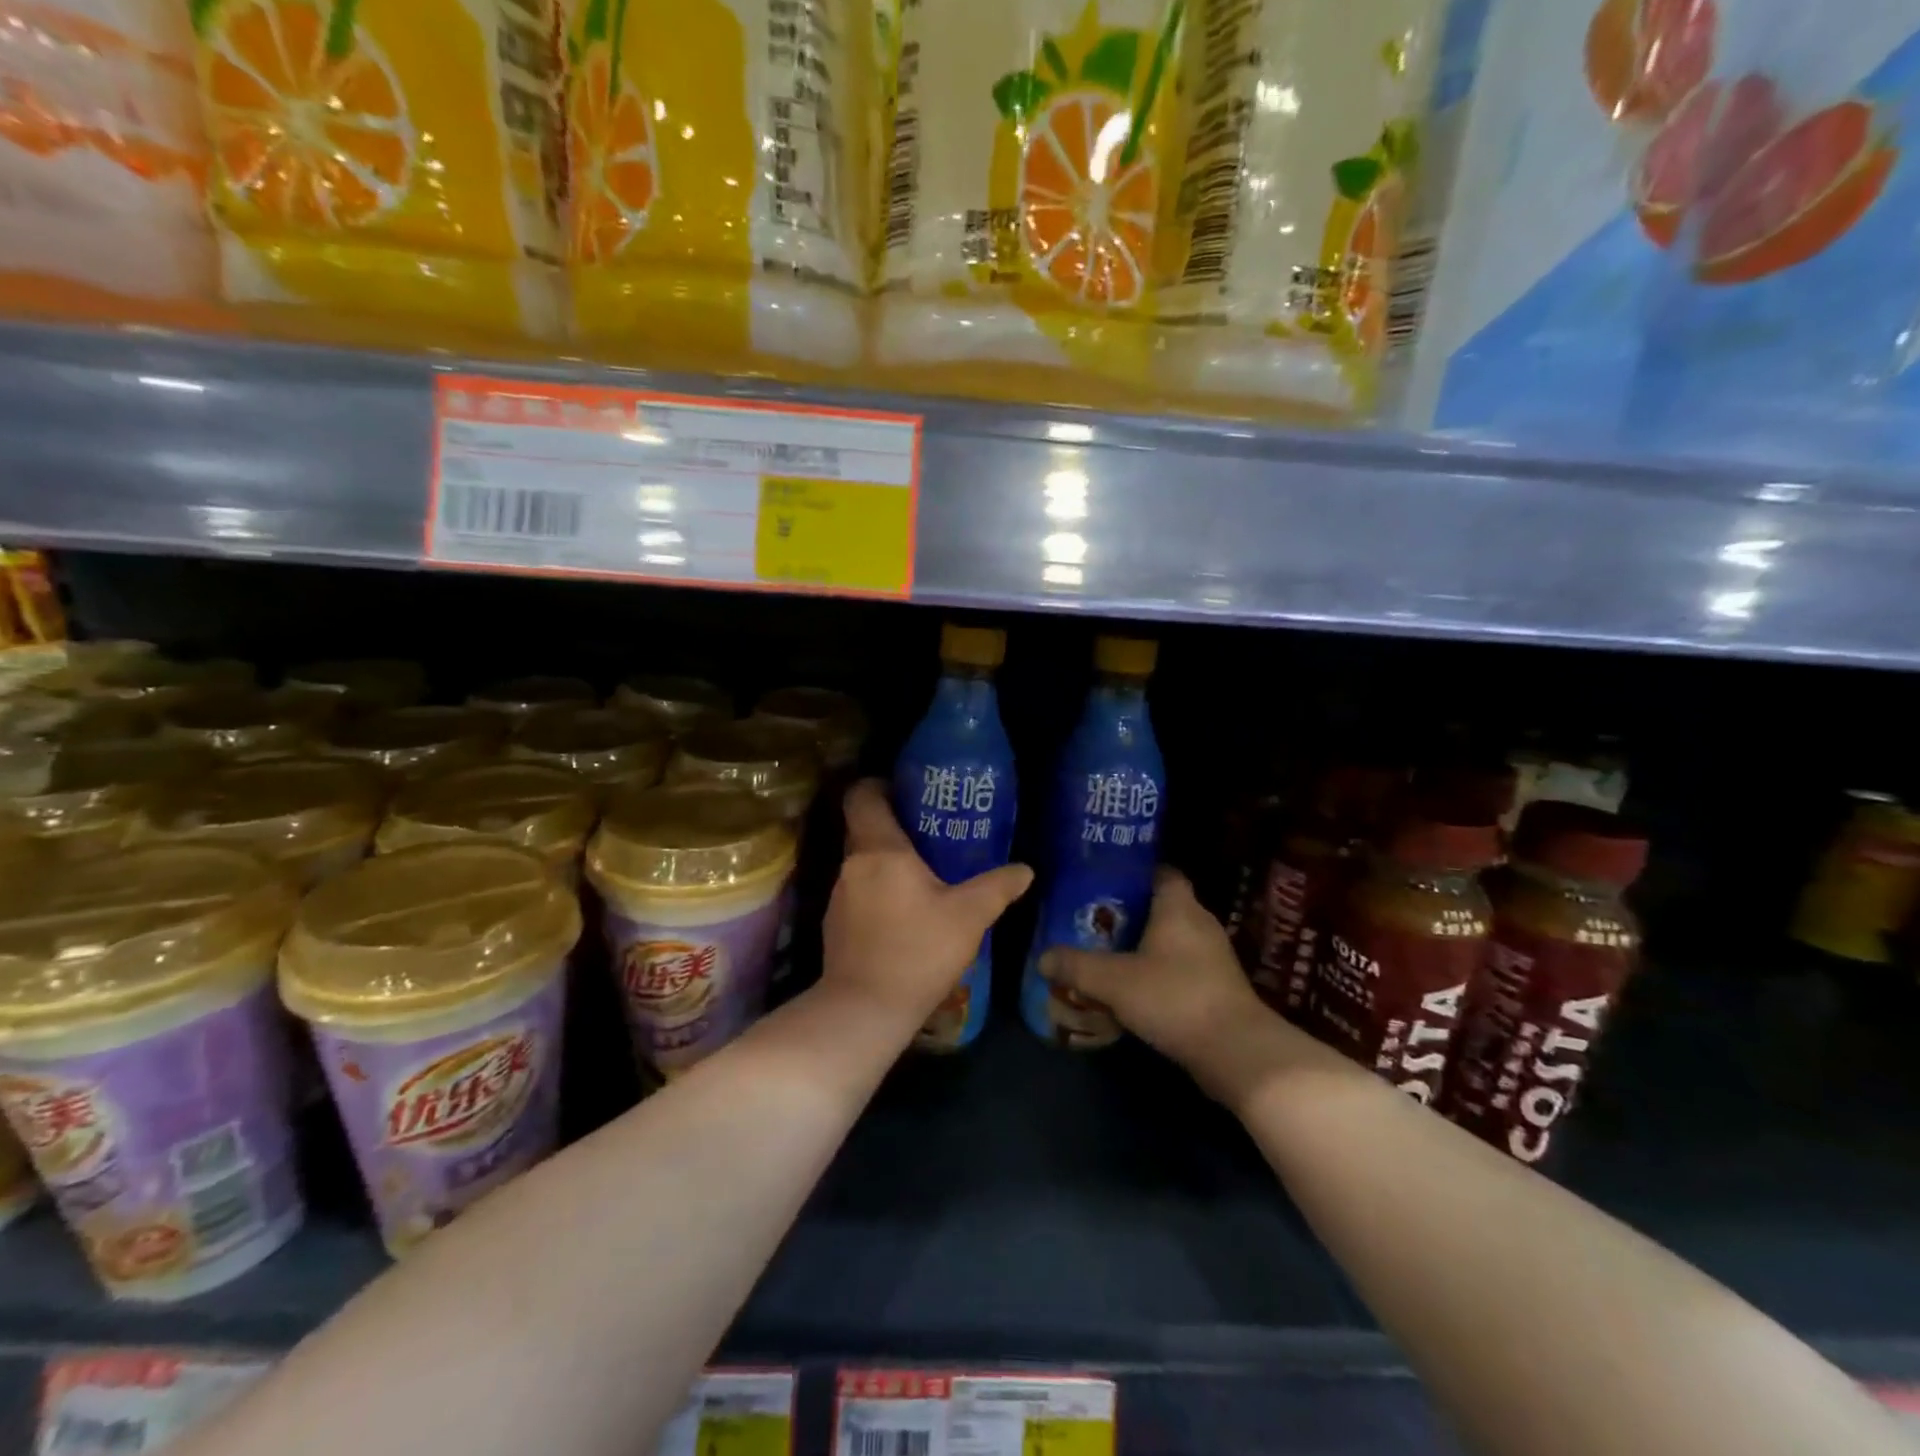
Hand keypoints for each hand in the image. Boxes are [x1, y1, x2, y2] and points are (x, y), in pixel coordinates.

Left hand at [821, 779, 1032, 1032]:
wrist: (864, 1009)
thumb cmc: (917, 951)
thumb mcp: (968, 917)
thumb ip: (997, 888)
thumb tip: (1025, 869)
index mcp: (880, 850)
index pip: (862, 796)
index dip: (878, 785)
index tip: (904, 789)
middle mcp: (852, 865)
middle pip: (864, 828)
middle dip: (893, 825)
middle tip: (929, 830)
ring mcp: (839, 896)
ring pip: (862, 863)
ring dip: (887, 862)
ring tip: (922, 872)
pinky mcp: (835, 925)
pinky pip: (859, 892)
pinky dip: (878, 891)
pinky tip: (904, 912)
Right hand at [1040, 868, 1325, 1104]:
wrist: (1236, 1052)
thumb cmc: (1174, 997)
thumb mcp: (1113, 981)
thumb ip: (1076, 966)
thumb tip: (1043, 957)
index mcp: (1179, 907)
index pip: (1161, 872)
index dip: (1134, 873)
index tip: (1104, 880)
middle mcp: (1200, 923)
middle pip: (1163, 906)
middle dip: (1130, 912)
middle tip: (1093, 920)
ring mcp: (1213, 958)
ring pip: (1172, 940)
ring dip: (1144, 946)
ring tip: (1107, 954)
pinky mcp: (1217, 988)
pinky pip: (1181, 968)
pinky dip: (1158, 972)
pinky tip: (1133, 989)